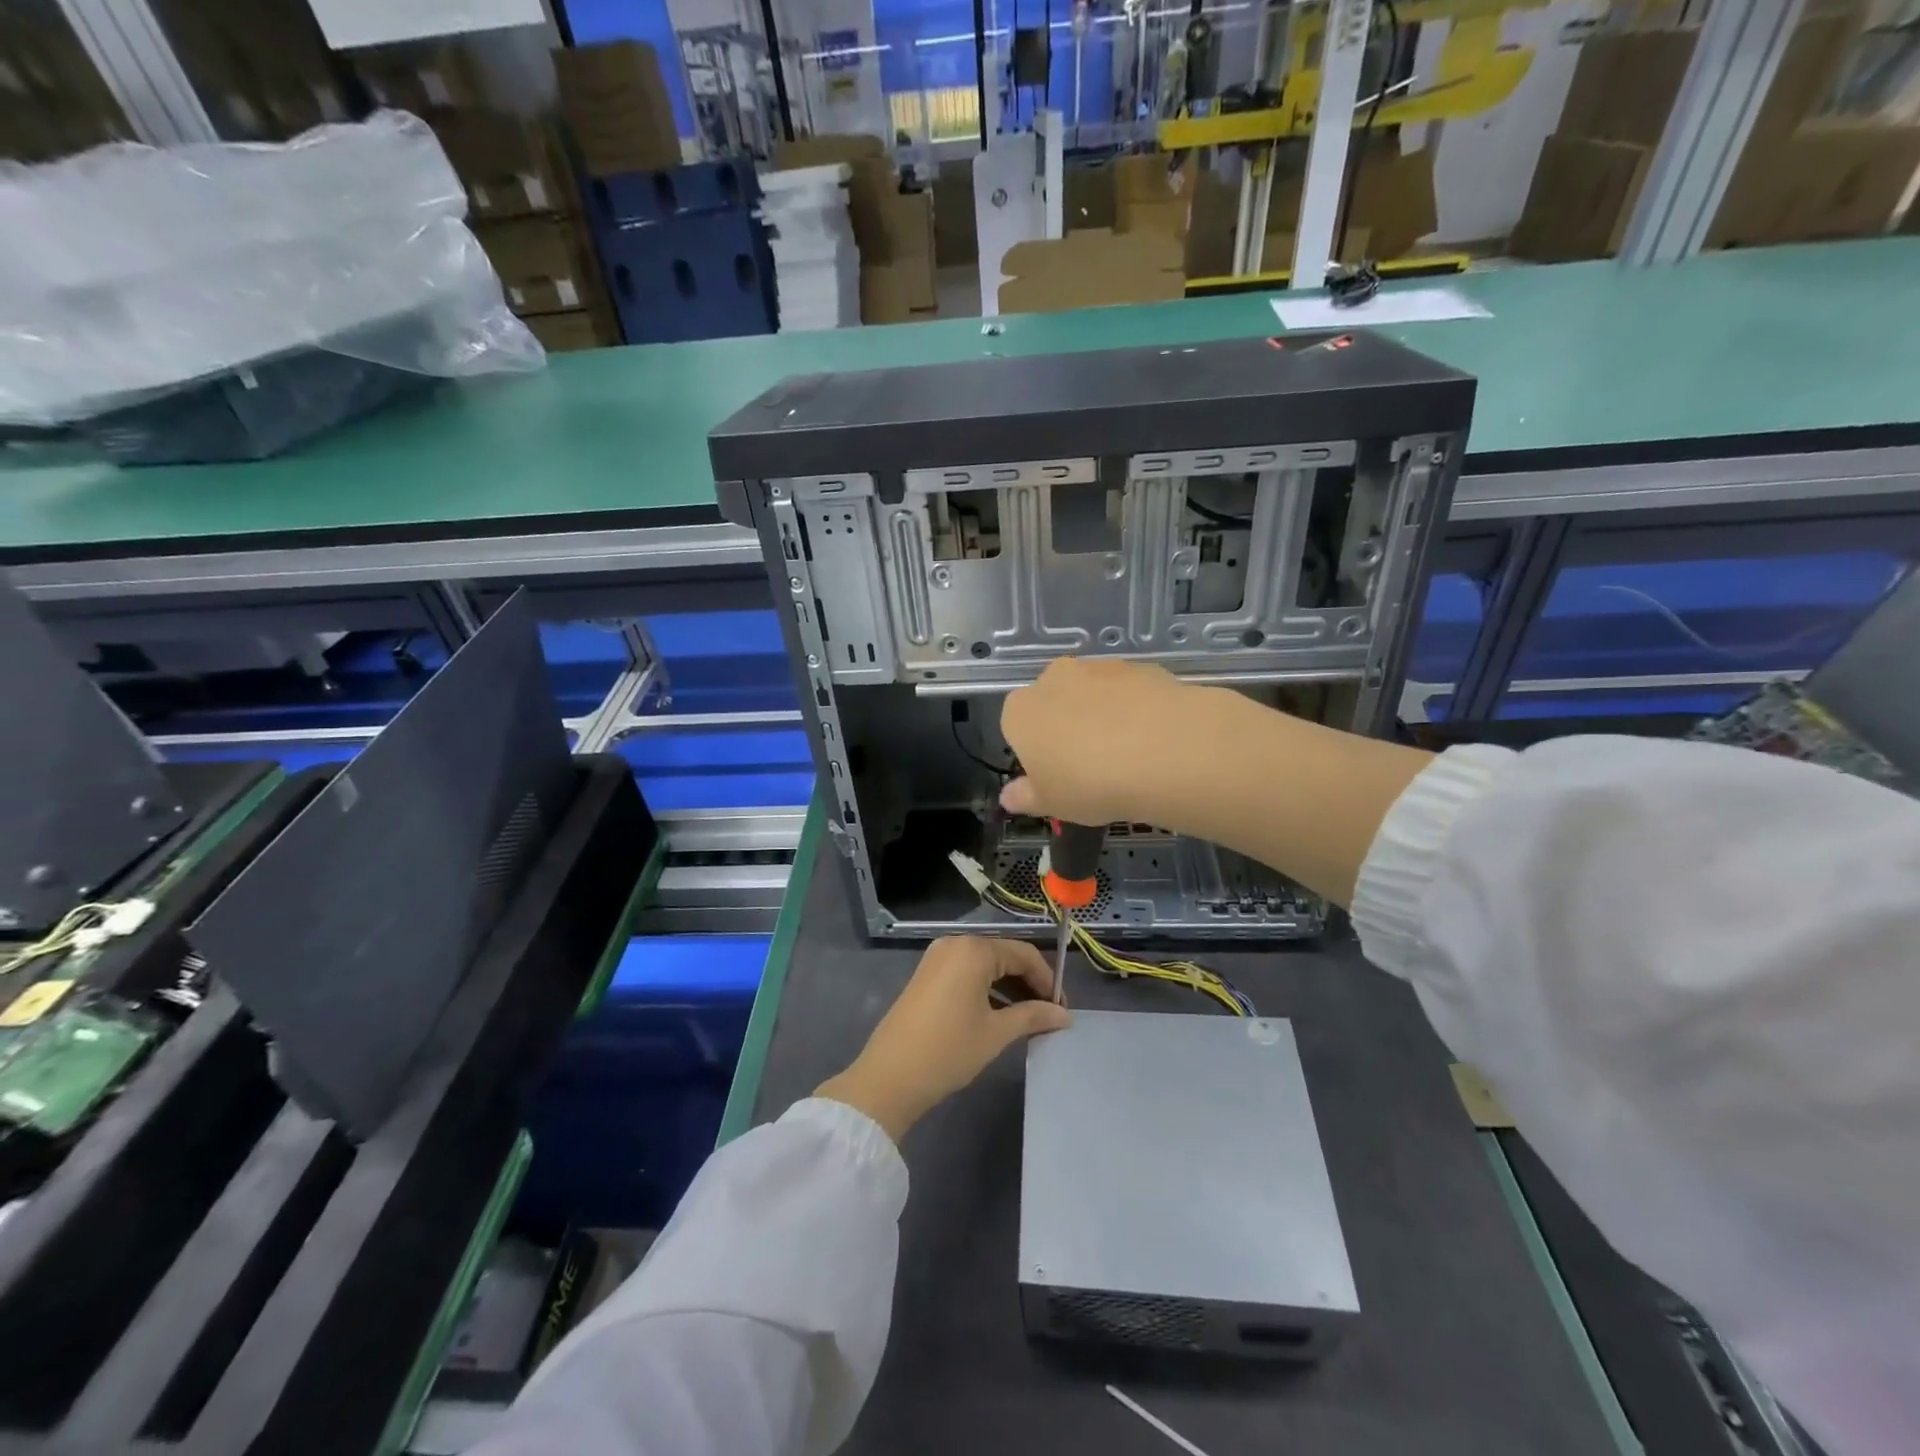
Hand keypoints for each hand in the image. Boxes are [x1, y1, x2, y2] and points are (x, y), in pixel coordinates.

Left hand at [817, 937, 1070, 1141]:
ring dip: (1009, 986)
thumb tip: (1065, 1015)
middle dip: (1029, 983)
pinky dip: (986, 988)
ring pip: (985, 965)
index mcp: (974, 950)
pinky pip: (966, 972)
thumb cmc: (948, 1050)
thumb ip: (1033, 1017)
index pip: (1024, 954)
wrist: (889, 1077)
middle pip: (1004, 955)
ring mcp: (936, 957)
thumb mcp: (996, 1033)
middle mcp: (955, 944)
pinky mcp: (926, 974)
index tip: (1062, 1009)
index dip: (1047, 980)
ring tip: (1028, 1018)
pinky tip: (999, 1014)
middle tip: (1049, 1015)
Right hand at [998, 656, 1215, 827]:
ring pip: (1093, 693)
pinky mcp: (1139, 667)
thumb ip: (1026, 797)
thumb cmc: (1090, 783)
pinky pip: (1130, 691)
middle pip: (1054, 702)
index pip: (1017, 726)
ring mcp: (1099, 668)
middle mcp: (1054, 679)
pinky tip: (1153, 739)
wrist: (1162, 751)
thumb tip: (1008, 797)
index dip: (1036, 751)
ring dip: (1103, 715)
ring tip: (1129, 755)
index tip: (1056, 775)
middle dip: (1067, 725)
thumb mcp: (1052, 803)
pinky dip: (1137, 709)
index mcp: (1021, 711)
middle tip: (1091, 765)